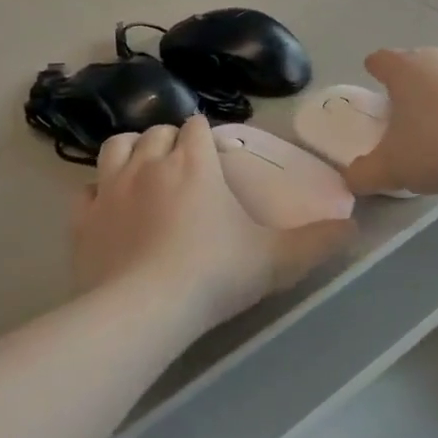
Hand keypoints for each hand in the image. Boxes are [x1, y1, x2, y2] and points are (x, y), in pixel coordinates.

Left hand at [72, 117, 353, 333]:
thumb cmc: (214, 274)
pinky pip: (86, 191)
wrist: (142, 311)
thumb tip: (355, 228)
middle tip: (184, 167)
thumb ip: (318, 242)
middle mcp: (149, 164)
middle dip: (170, 141)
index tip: (214, 154)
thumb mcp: (277, 260)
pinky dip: (99, 192)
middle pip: (156, 132)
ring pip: (116, 147)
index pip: (196, 127)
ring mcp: (109, 190)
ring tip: (144, 172)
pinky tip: (110, 210)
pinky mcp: (82, 220)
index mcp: (194, 163)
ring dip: (131, 152)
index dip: (205, 135)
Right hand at [344, 49, 437, 197]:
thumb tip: (352, 178)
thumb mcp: (390, 168)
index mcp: (404, 69)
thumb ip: (363, 174)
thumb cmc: (437, 147)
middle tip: (399, 112)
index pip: (380, 60)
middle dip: (405, 84)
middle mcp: (436, 58)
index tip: (371, 78)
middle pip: (413, 64)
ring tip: (434, 127)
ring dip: (437, 96)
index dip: (373, 69)